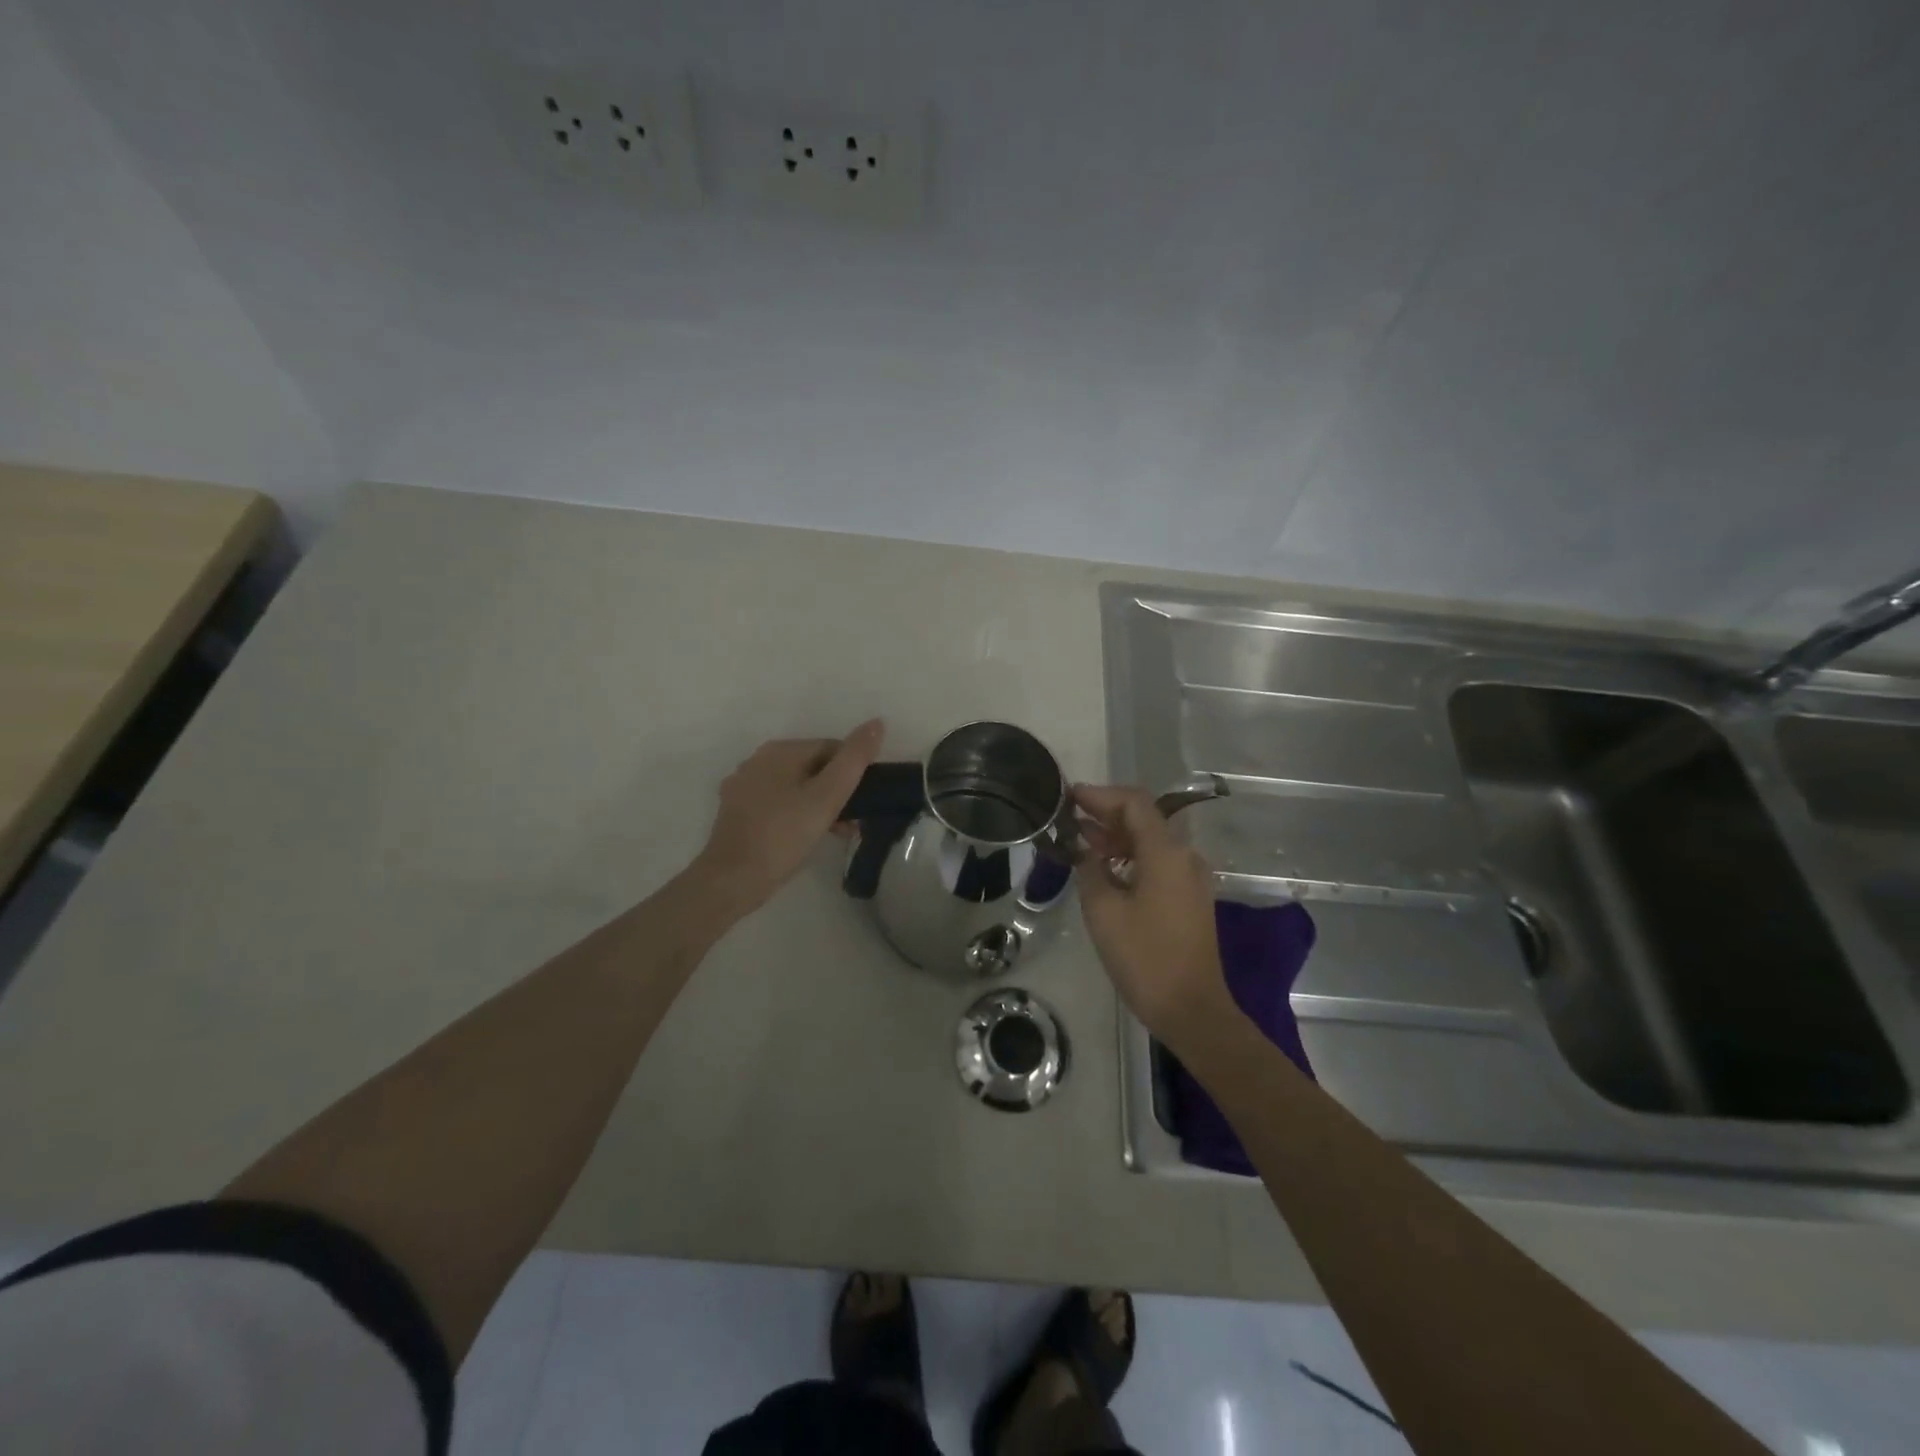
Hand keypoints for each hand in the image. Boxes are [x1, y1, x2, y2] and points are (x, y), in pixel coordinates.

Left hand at [695, 720, 884, 916]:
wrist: (732, 880)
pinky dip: (796, 814)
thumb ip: (854, 759)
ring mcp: (743, 786)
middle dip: (837, 791)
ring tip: (836, 833)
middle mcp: (757, 760)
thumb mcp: (827, 797)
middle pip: (812, 767)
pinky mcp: (736, 811)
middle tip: (853, 823)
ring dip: (819, 805)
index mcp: (779, 750)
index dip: (853, 772)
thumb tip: (876, 723)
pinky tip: (805, 838)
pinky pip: (776, 803)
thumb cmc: (784, 835)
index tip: (865, 803)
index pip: (831, 748)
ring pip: (794, 786)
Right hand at [1073, 784, 1236, 1052]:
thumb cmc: (1144, 957)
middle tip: (1069, 816)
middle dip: (1105, 813)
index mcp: (1166, 853)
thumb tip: (1086, 851)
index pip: (1133, 803)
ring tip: (1079, 839)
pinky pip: (1158, 862)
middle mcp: (1184, 856)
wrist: (1191, 1009)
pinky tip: (1105, 867)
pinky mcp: (1189, 897)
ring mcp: (1190, 878)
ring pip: (1150, 841)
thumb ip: (1090, 870)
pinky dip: (1130, 856)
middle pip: (1144, 818)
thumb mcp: (1103, 911)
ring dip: (1116, 836)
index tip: (1069, 796)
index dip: (1100, 795)